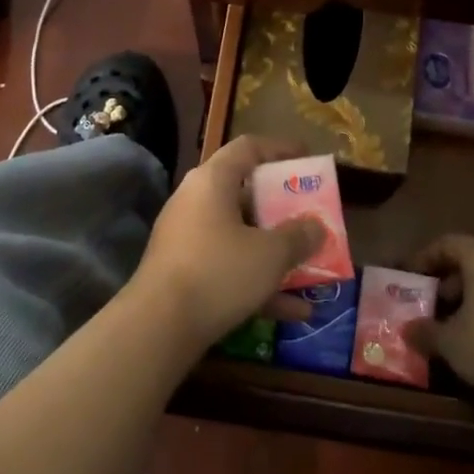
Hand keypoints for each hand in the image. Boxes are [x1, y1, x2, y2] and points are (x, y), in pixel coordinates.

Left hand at [129, 136, 324, 349]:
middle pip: (245, 193)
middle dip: (282, 208)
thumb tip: (316, 227)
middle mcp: (196, 202)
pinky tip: (295, 311)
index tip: (307, 160)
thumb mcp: (270, 254)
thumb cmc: (219, 272)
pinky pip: (229, 268)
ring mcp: (187, 239)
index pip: (248, 147)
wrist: (158, 327)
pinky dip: (259, 283)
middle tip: (311, 215)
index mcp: (213, 181)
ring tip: (312, 267)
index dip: (280, 149)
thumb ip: (299, 237)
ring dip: (275, 252)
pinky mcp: (184, 273)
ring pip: (240, 236)